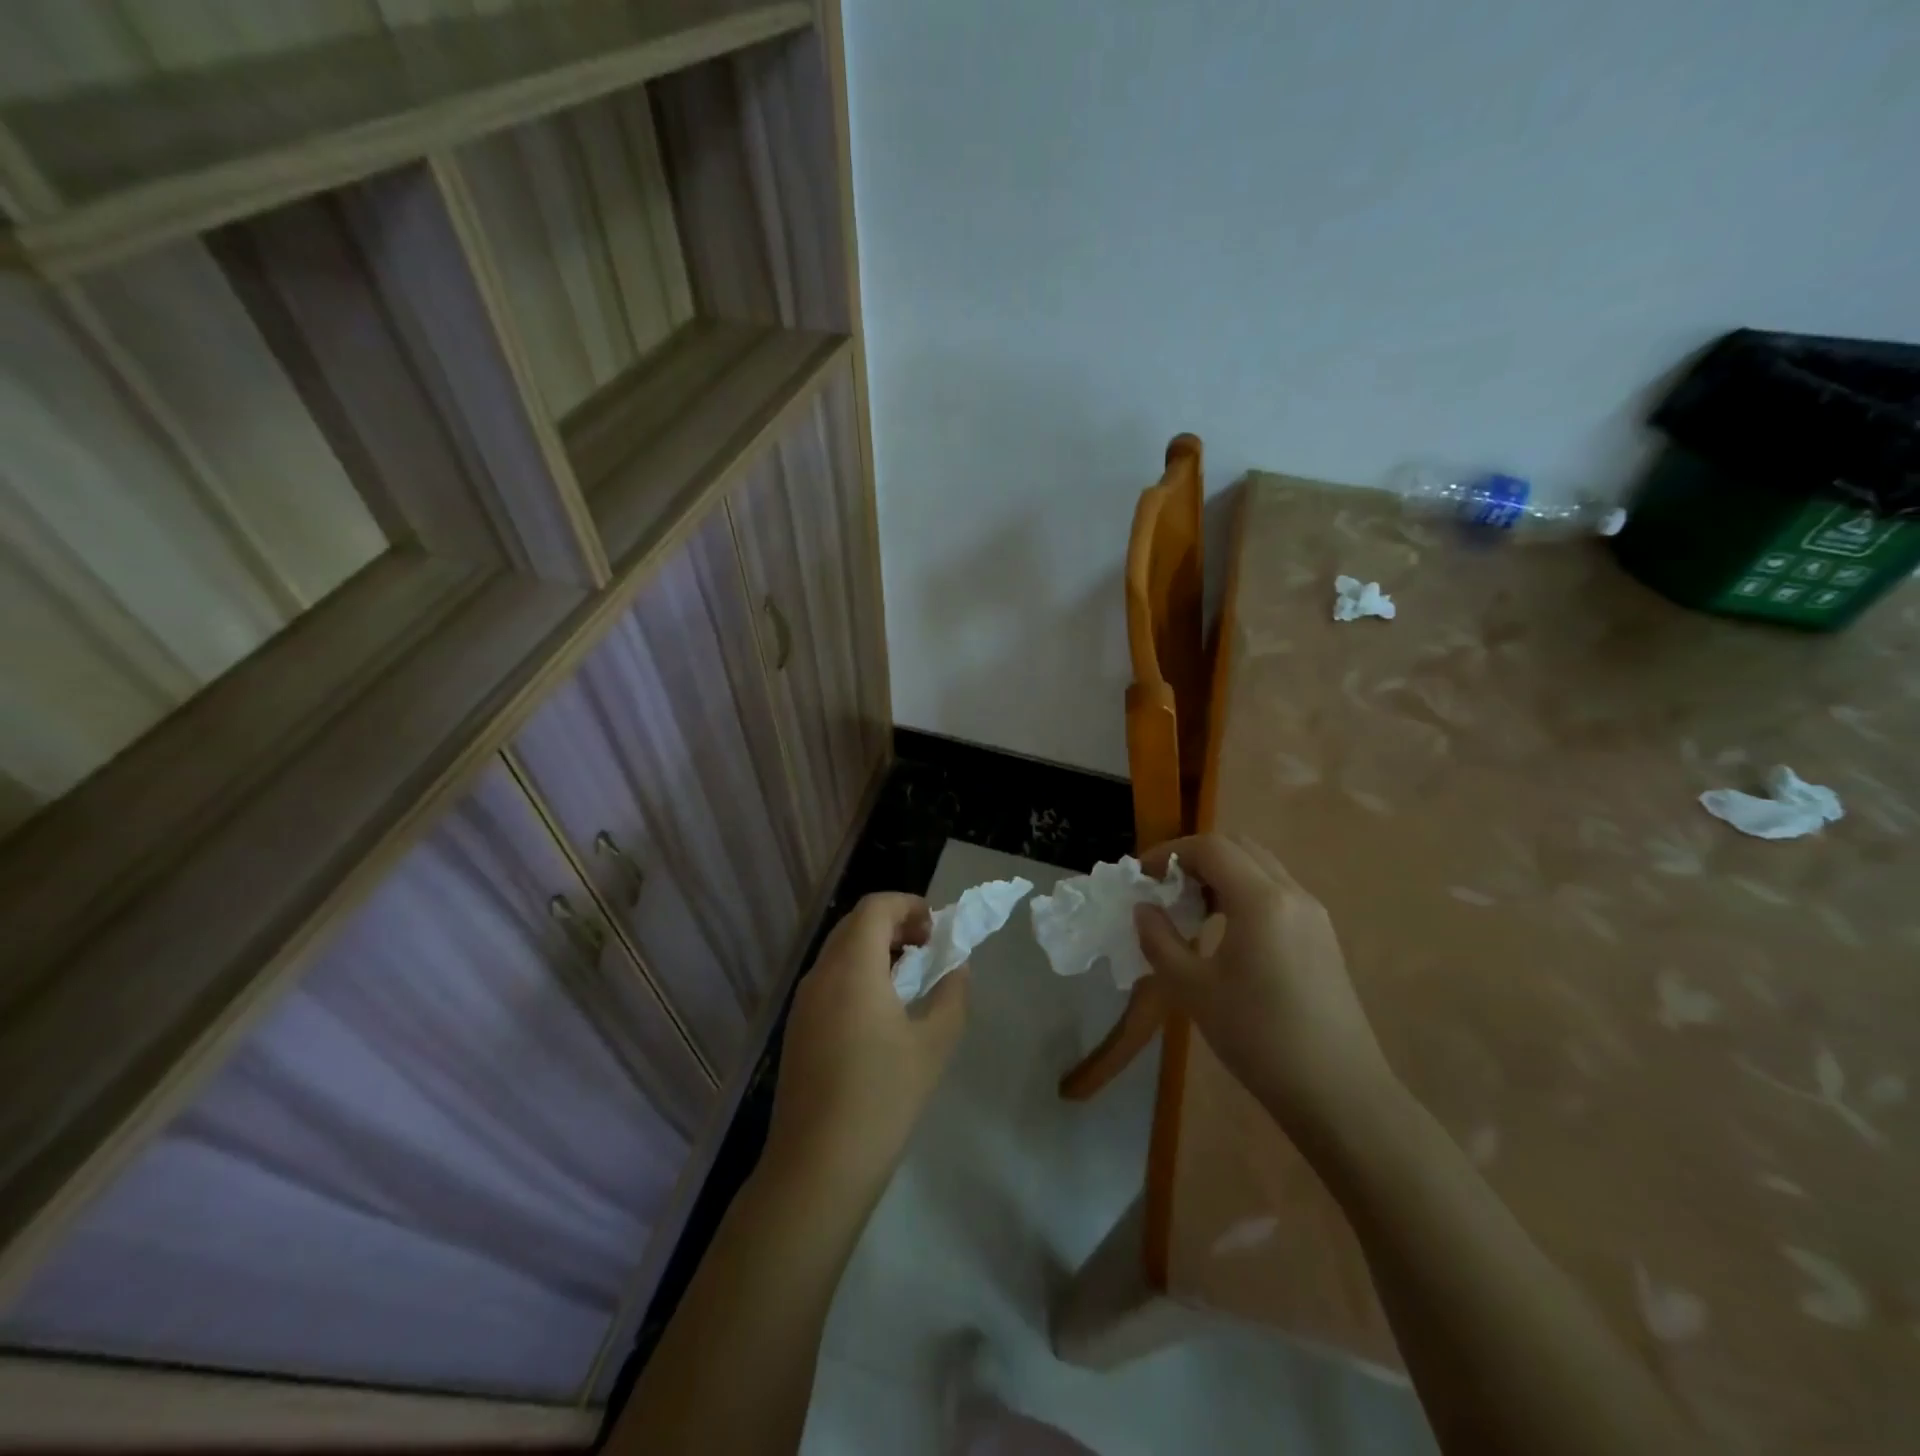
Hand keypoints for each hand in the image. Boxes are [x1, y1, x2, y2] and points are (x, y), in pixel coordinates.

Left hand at [764, 893, 968, 1196]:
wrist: (818, 1166)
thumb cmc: (882, 1097)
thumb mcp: (933, 1043)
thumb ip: (951, 994)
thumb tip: (955, 967)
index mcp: (851, 966)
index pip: (875, 907)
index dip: (909, 905)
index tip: (937, 930)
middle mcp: (820, 974)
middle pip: (855, 924)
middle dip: (894, 924)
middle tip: (928, 948)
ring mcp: (803, 1002)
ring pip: (839, 951)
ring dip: (875, 949)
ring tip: (910, 978)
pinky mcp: (798, 1028)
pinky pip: (829, 979)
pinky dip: (858, 973)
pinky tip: (881, 1011)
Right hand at [1135, 835, 1396, 1137]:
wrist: (1339, 1093)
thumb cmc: (1258, 1038)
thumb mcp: (1193, 990)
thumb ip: (1159, 940)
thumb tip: (1143, 909)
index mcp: (1261, 900)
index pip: (1210, 847)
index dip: (1170, 852)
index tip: (1142, 876)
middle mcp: (1292, 894)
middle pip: (1239, 847)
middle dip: (1196, 857)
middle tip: (1166, 887)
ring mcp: (1314, 914)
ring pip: (1261, 867)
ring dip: (1221, 874)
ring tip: (1191, 909)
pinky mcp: (1322, 936)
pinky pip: (1277, 892)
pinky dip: (1244, 892)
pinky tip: (1226, 932)